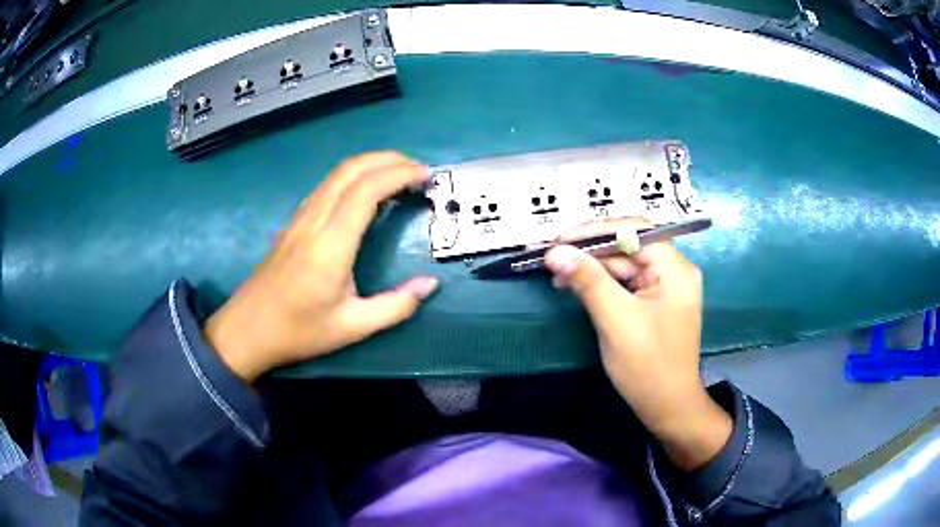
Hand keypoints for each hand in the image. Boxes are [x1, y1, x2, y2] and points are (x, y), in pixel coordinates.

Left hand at [204, 152, 438, 381]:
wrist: (247, 330)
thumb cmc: (298, 331)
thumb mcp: (352, 327)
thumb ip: (396, 306)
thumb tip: (430, 284)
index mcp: (331, 244)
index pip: (366, 190)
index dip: (398, 174)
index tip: (425, 176)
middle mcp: (314, 221)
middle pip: (350, 169)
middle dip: (388, 159)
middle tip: (418, 169)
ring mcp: (299, 219)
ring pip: (335, 174)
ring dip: (369, 164)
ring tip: (397, 174)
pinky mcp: (292, 224)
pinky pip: (325, 187)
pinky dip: (352, 177)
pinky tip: (364, 194)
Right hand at [544, 218, 730, 469]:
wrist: (668, 407)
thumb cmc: (647, 366)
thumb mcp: (615, 320)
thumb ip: (587, 281)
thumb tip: (556, 252)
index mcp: (674, 269)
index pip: (633, 231)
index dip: (594, 231)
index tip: (559, 240)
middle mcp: (674, 271)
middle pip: (628, 247)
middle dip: (590, 251)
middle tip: (552, 258)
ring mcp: (666, 287)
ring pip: (625, 265)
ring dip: (593, 268)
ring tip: (558, 275)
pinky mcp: (656, 303)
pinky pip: (626, 283)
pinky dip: (602, 284)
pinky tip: (578, 287)